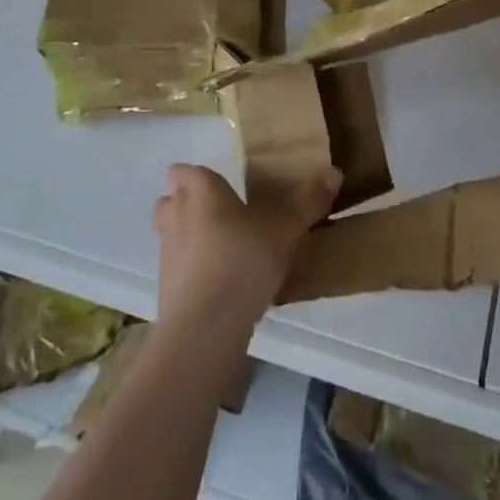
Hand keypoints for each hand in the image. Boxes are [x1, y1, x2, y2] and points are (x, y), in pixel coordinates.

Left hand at [153, 163, 339, 333]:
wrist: (205, 329)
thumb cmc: (243, 261)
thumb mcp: (286, 229)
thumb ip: (308, 201)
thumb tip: (334, 172)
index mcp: (201, 191)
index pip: (183, 170)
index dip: (197, 176)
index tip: (219, 185)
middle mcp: (176, 215)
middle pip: (170, 199)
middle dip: (187, 203)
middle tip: (220, 213)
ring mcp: (166, 253)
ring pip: (170, 233)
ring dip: (187, 236)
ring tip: (219, 248)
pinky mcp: (165, 290)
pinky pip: (176, 268)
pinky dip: (190, 271)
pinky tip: (217, 284)